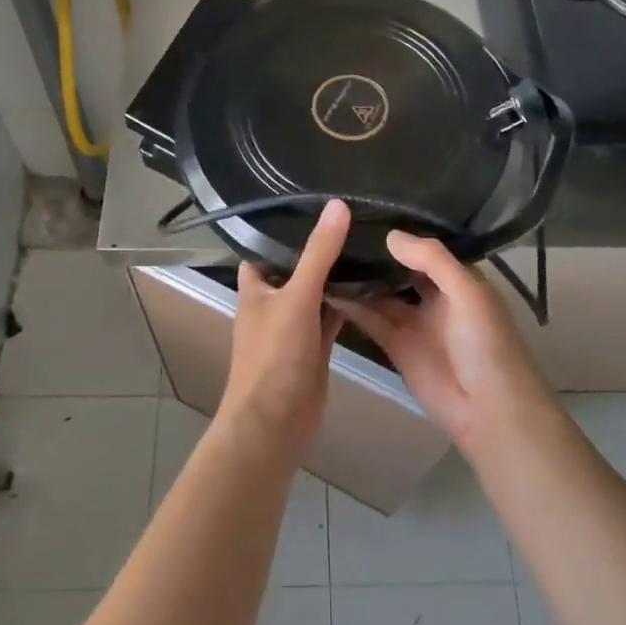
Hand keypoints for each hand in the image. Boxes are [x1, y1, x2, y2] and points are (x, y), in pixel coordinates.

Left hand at [220, 199, 351, 456]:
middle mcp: (272, 303)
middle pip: (294, 269)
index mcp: (255, 288)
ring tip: (366, 241)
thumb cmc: (274, 355)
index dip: (282, 228)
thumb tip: (338, 205)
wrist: (276, 422)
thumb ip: (318, 253)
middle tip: (351, 217)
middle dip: (316, 249)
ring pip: (315, 293)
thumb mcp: (297, 296)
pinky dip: (345, 305)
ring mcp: (293, 327)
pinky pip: (330, 318)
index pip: (264, 248)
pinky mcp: (314, 348)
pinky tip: (370, 285)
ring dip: (334, 277)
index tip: (312, 202)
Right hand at [333, 231, 558, 461]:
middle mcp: (435, 294)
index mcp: (459, 277)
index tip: (366, 209)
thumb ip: (432, 260)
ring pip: (382, 292)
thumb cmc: (486, 343)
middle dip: (375, 252)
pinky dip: (351, 306)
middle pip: (400, 268)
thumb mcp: (467, 292)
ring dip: (359, 277)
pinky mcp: (396, 346)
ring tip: (325, 252)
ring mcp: (414, 320)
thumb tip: (390, 234)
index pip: (426, 247)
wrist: (489, 410)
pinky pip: (371, 319)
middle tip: (336, 227)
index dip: (401, 231)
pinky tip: (326, 287)